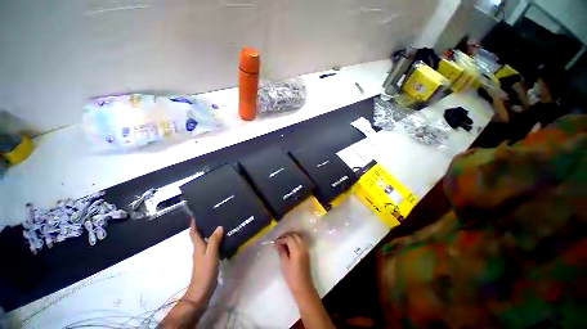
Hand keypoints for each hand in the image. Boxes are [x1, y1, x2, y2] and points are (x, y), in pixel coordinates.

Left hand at [186, 218, 222, 304]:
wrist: (201, 291)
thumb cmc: (205, 271)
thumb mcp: (211, 254)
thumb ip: (214, 241)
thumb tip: (219, 227)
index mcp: (198, 247)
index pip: (194, 233)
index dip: (194, 224)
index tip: (195, 215)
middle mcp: (199, 250)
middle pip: (199, 236)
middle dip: (203, 227)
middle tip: (212, 217)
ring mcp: (203, 257)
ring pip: (205, 242)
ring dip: (209, 234)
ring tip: (219, 226)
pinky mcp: (208, 261)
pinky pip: (211, 247)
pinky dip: (215, 242)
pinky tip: (222, 240)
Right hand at [275, 233, 314, 298]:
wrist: (303, 287)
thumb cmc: (292, 277)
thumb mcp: (284, 264)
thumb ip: (281, 252)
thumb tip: (277, 244)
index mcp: (297, 249)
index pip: (289, 238)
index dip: (281, 239)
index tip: (275, 243)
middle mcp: (303, 246)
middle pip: (294, 235)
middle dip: (286, 236)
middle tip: (278, 240)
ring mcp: (306, 248)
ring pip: (298, 237)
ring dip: (291, 236)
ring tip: (283, 241)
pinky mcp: (307, 252)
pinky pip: (301, 241)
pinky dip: (295, 239)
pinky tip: (289, 245)